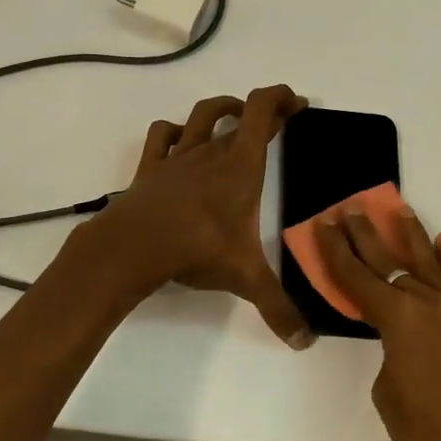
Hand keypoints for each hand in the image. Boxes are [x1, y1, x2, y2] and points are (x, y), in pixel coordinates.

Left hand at [84, 85, 314, 347]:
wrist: (135, 246)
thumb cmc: (197, 249)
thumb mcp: (245, 278)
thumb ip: (278, 308)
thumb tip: (305, 343)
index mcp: (241, 166)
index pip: (264, 111)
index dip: (282, 98)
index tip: (298, 103)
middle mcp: (212, 152)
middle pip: (241, 114)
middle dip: (263, 112)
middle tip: (279, 120)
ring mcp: (178, 157)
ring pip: (201, 116)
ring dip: (221, 109)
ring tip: (234, 115)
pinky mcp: (150, 168)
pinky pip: (162, 135)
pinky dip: (174, 131)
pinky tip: (181, 140)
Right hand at [313, 206, 440, 440]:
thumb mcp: (391, 400)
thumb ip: (391, 357)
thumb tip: (404, 345)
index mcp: (399, 320)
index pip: (357, 277)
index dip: (335, 251)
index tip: (322, 224)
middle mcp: (432, 303)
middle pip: (391, 260)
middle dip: (367, 234)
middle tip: (351, 208)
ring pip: (432, 262)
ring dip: (412, 236)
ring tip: (398, 209)